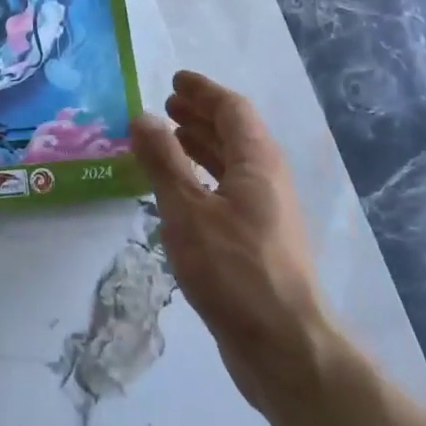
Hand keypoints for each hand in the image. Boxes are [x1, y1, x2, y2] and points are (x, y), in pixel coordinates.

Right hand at [130, 72, 329, 413]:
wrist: (283, 346)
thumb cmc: (234, 270)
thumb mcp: (187, 210)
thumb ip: (163, 161)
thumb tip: (143, 117)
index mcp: (258, 162)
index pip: (232, 110)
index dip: (204, 91)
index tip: (175, 80)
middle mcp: (267, 180)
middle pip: (235, 134)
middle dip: (201, 116)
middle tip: (167, 106)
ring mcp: (265, 214)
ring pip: (231, 165)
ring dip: (201, 146)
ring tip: (168, 139)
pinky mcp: (257, 243)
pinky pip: (226, 192)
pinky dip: (201, 179)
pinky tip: (179, 193)